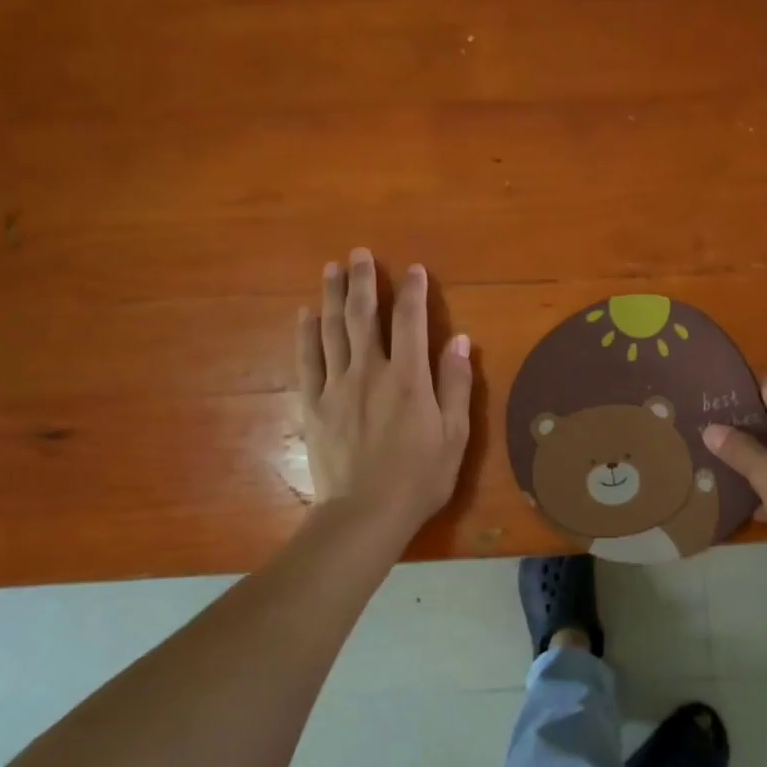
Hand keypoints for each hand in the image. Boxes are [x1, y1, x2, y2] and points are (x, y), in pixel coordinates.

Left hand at [297, 249, 472, 537]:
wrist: (365, 513)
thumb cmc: (420, 476)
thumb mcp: (454, 434)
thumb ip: (455, 383)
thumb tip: (460, 339)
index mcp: (408, 377)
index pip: (410, 321)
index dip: (412, 291)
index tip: (413, 268)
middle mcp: (370, 371)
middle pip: (364, 316)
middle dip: (363, 280)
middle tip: (359, 252)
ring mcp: (337, 386)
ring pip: (333, 330)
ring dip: (333, 296)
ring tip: (331, 268)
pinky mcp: (314, 404)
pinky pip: (307, 361)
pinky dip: (306, 334)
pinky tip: (306, 314)